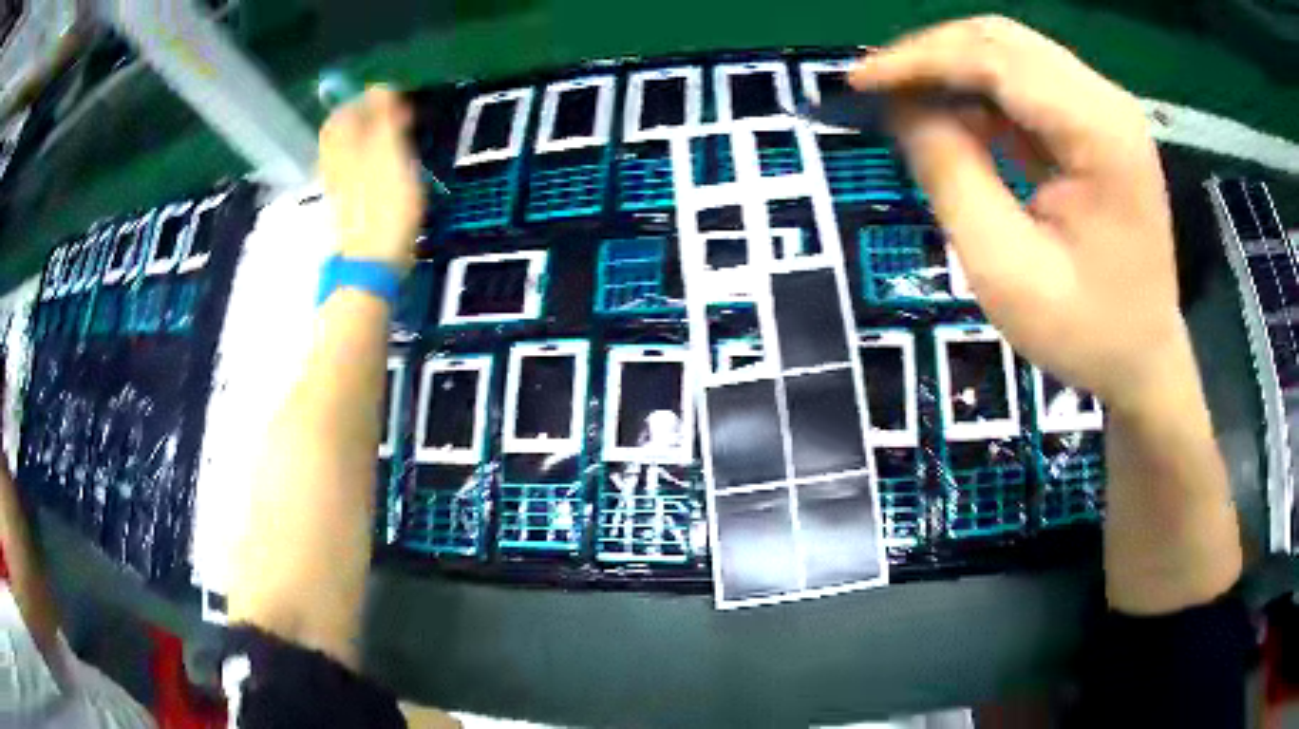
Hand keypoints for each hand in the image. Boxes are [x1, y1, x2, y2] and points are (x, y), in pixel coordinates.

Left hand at [319, 86, 425, 273]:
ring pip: (343, 153)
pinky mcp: (346, 208)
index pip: (344, 114)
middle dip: (360, 119)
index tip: (392, 95)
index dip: (365, 99)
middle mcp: (334, 164)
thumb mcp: (391, 154)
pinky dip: (364, 160)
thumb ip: (385, 119)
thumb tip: (381, 88)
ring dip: (362, 139)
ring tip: (387, 137)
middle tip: (387, 113)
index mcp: (344, 148)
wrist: (371, 264)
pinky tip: (380, 167)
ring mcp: (338, 189)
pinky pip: (349, 173)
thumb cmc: (385, 206)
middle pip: (338, 134)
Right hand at [851, 17, 1184, 414]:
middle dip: (933, 56)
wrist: (1144, 361)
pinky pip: (1028, 84)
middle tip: (879, 89)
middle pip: (1003, 41)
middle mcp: (1107, 102)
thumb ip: (951, 176)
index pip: (995, 59)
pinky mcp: (1098, 125)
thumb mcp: (1005, 269)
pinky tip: (958, 122)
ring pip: (1012, 53)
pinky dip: (983, 93)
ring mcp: (1106, 110)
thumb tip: (903, 109)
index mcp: (1099, 133)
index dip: (920, 61)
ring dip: (954, 70)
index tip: (859, 82)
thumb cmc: (1084, 332)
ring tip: (909, 105)